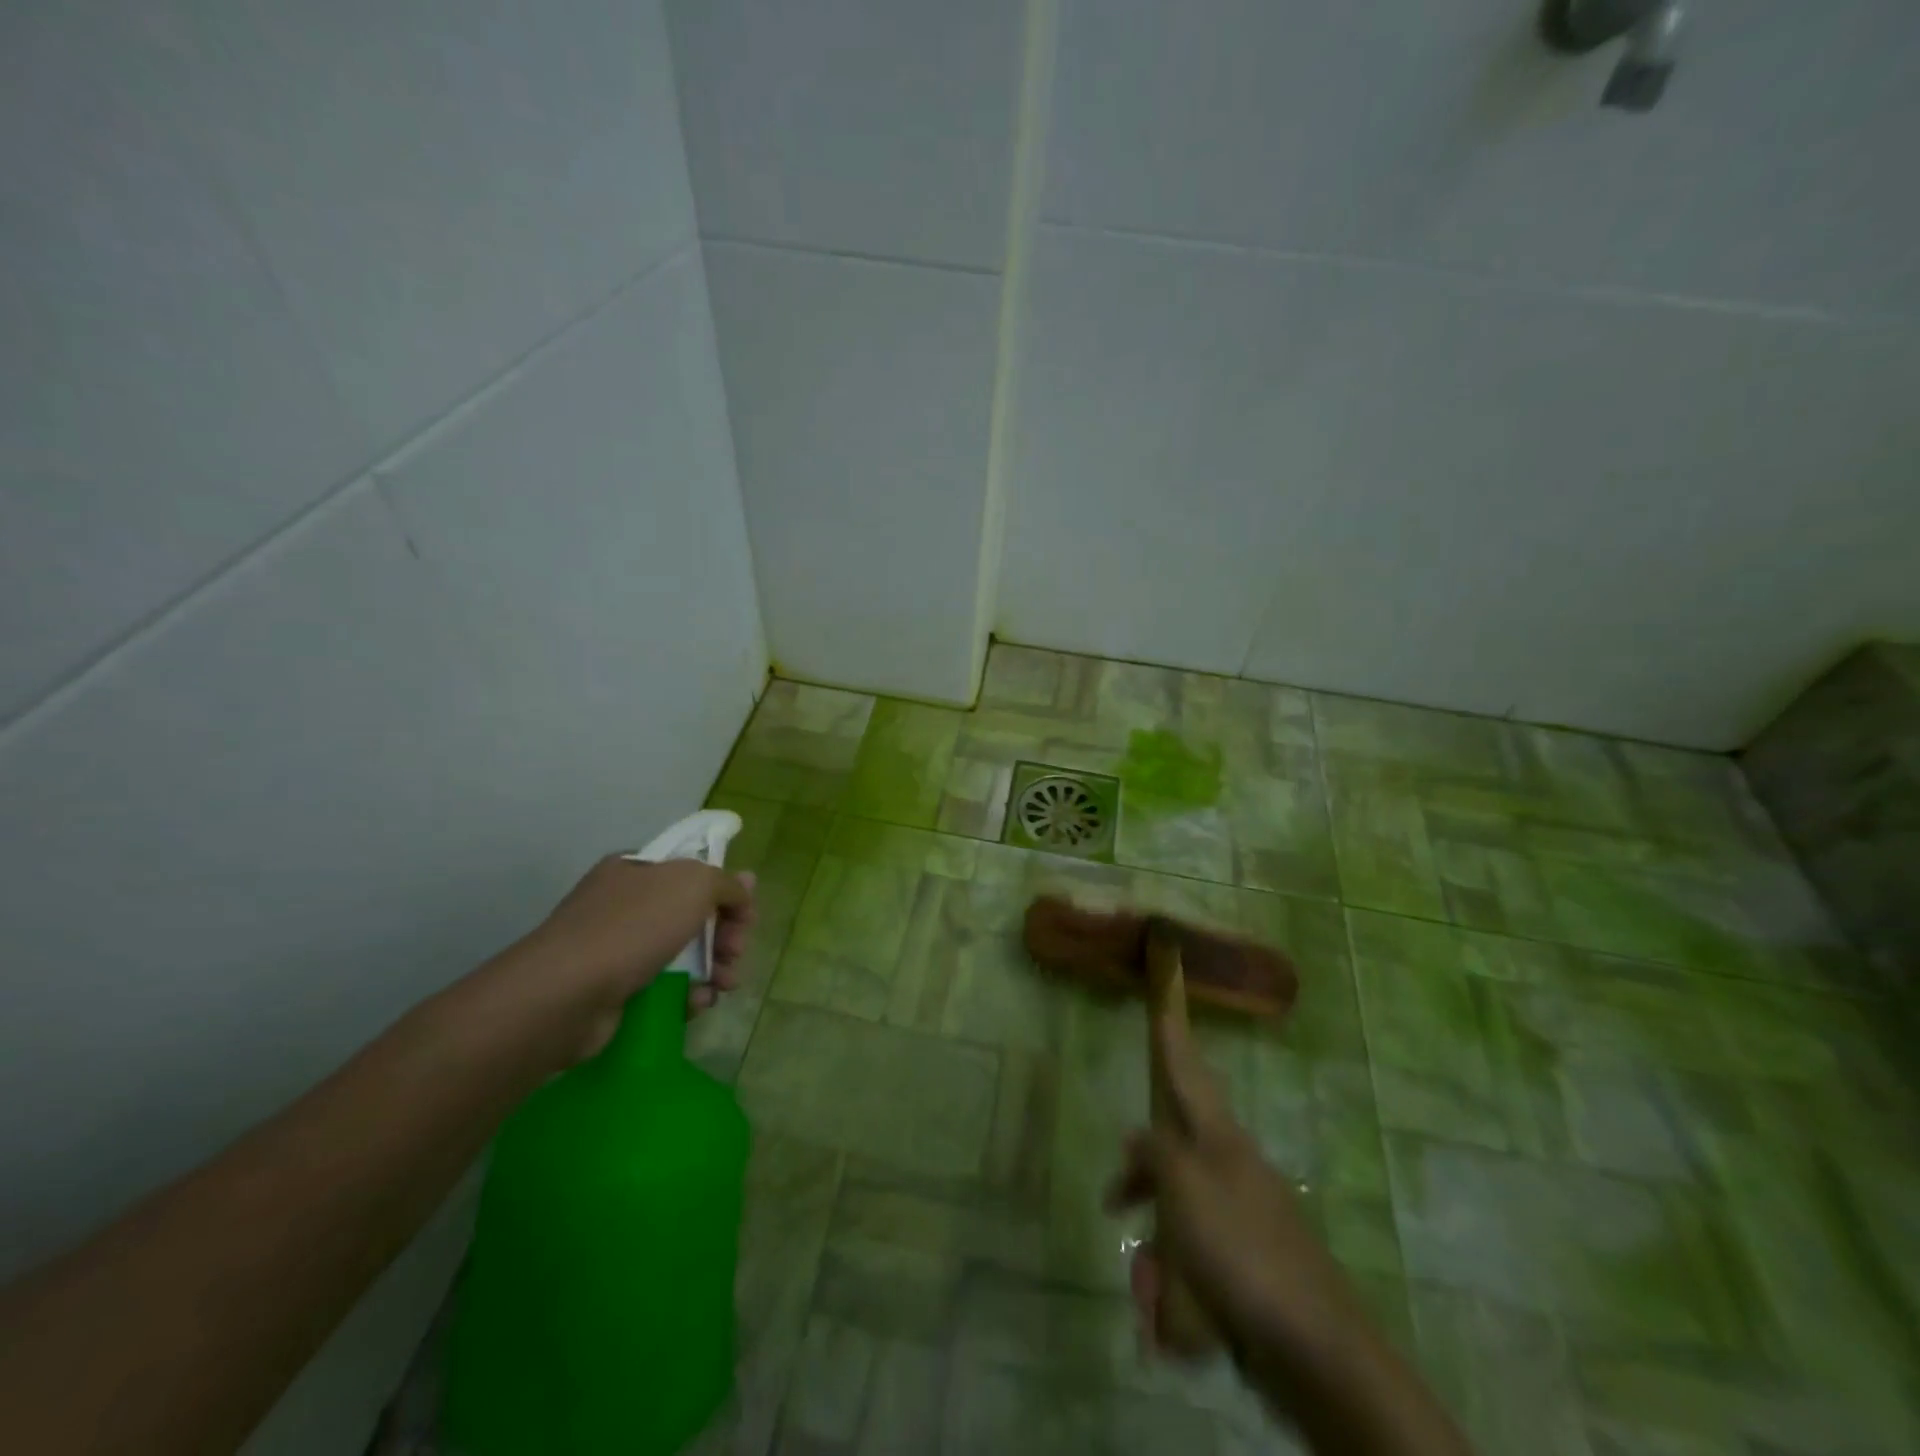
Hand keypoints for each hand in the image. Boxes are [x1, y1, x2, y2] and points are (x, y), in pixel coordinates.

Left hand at [512, 855, 755, 1061]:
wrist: (566, 995)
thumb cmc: (633, 927)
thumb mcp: (693, 885)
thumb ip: (726, 884)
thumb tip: (745, 886)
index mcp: (638, 870)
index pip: (693, 873)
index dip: (725, 892)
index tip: (746, 916)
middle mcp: (626, 904)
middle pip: (694, 916)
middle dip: (725, 935)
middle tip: (736, 952)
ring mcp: (617, 949)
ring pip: (683, 955)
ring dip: (713, 968)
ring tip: (726, 985)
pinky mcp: (616, 992)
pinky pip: (664, 989)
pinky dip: (687, 995)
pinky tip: (697, 1003)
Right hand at [1106, 1014, 1368, 1383]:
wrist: (1313, 1346)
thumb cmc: (1239, 1249)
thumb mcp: (1183, 1187)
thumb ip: (1155, 1152)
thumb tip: (1138, 1136)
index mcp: (1220, 1140)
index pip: (1189, 1075)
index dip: (1173, 1040)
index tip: (1167, 1002)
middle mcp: (1232, 1169)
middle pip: (1173, 1154)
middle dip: (1140, 1182)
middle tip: (1113, 1201)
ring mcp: (1244, 1217)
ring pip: (1179, 1214)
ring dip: (1156, 1248)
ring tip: (1150, 1291)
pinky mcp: (1249, 1265)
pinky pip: (1196, 1260)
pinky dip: (1178, 1284)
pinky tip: (1172, 1317)